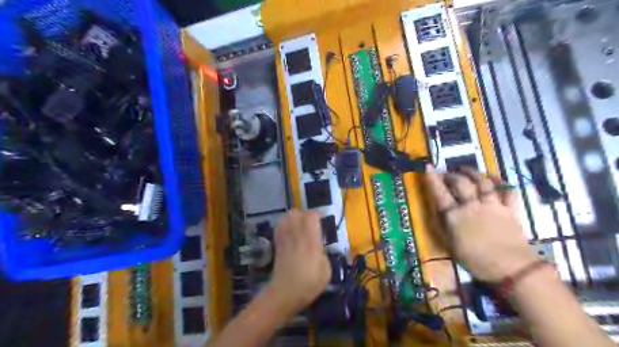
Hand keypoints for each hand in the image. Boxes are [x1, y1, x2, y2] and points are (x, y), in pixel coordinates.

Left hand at [267, 209, 333, 315]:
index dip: (317, 214)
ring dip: (295, 217)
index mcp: (311, 240)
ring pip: (287, 218)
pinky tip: (290, 229)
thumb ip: (324, 254)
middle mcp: (297, 235)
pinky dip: (285, 223)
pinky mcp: (278, 244)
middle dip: (306, 214)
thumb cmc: (309, 283)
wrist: (285, 293)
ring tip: (301, 223)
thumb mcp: (326, 271)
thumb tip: (320, 247)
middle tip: (313, 221)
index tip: (323, 218)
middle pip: (298, 214)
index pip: (311, 218)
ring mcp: (286, 239)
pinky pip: (280, 227)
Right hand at [426, 165, 537, 281]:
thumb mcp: (450, 246)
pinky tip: (495, 178)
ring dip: (473, 173)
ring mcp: (492, 205)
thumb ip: (442, 227)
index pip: (440, 193)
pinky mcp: (510, 209)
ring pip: (483, 182)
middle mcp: (472, 206)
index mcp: (456, 216)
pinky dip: (501, 182)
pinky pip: (507, 190)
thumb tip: (437, 212)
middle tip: (448, 174)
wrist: (511, 269)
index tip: (428, 166)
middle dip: (452, 175)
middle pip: (461, 183)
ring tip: (466, 169)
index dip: (433, 179)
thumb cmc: (476, 260)